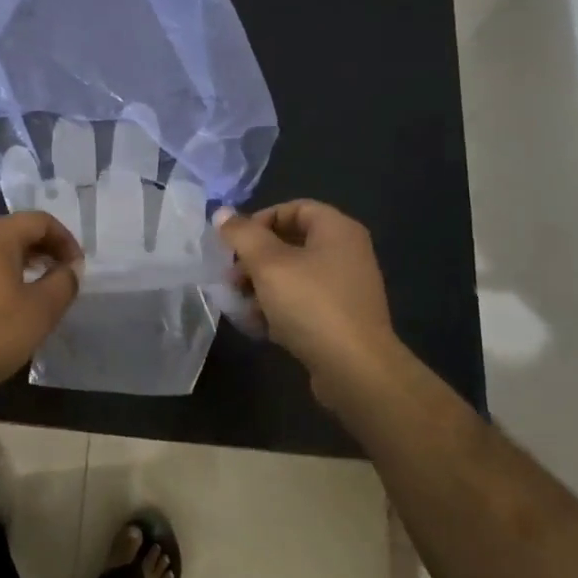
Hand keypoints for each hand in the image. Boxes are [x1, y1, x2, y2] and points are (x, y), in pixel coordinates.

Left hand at [0, 212, 83, 395]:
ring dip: (20, 264)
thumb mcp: (41, 309)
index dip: (65, 240)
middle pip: (14, 231)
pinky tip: (3, 305)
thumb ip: (64, 282)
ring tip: (35, 292)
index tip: (77, 268)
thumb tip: (70, 269)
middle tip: (60, 277)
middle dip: (43, 250)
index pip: (40, 221)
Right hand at [215, 200, 399, 411]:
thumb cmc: (311, 304)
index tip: (235, 243)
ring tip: (240, 303)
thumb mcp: (268, 264)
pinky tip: (259, 325)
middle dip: (255, 258)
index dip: (260, 219)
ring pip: (294, 275)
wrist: (355, 369)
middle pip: (291, 242)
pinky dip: (279, 308)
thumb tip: (222, 213)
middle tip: (231, 277)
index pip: (294, 208)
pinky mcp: (341, 318)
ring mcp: (346, 288)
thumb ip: (242, 235)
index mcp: (337, 230)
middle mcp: (347, 253)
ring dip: (262, 285)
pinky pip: (304, 302)